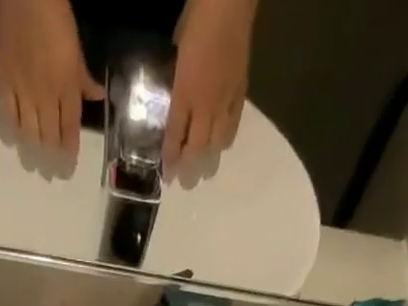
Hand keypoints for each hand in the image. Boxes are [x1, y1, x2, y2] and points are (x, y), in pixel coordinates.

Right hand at [0, 0, 102, 157]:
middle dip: (50, 160)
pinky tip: (13, 142)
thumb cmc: (55, 17)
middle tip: (49, 175)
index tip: (66, 170)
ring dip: (31, 154)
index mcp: (67, 87)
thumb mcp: (76, 48)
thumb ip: (84, 78)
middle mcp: (47, 96)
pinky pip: (7, 116)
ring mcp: (24, 92)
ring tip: (32, 166)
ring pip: (29, 133)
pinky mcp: (4, 83)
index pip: (70, 130)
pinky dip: (10, 132)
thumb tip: (99, 97)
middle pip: (49, 138)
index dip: (69, 153)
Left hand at [167, 0, 254, 176]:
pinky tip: (222, 147)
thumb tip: (174, 98)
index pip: (174, 135)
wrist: (230, 0)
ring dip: (209, 160)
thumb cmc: (198, 18)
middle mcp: (205, 103)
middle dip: (190, 169)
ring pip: (216, 143)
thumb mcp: (177, 50)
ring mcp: (225, 100)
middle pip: (196, 148)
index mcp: (185, 91)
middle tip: (186, 186)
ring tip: (205, 174)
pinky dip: (226, 140)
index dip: (170, 159)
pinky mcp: (241, 92)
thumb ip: (175, 78)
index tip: (167, 176)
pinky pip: (233, 125)